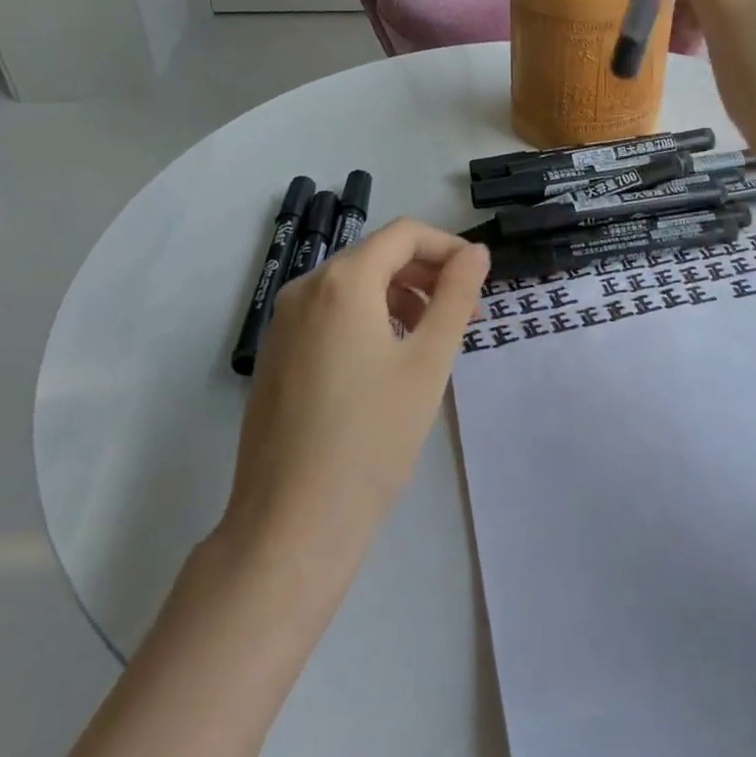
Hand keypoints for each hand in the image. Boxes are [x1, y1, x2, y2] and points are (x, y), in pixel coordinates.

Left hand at [218, 220, 490, 577]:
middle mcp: (305, 290)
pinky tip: (389, 362)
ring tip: (432, 339)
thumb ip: (456, 296)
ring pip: (353, 286)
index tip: (479, 281)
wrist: (293, 522)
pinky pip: (330, 315)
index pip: (404, 234)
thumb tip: (475, 252)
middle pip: (377, 256)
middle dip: (427, 274)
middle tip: (465, 315)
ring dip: (400, 297)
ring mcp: (283, 324)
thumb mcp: (429, 361)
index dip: (448, 248)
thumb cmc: (373, 436)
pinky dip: (369, 319)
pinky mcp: (276, 356)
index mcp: (342, 282)